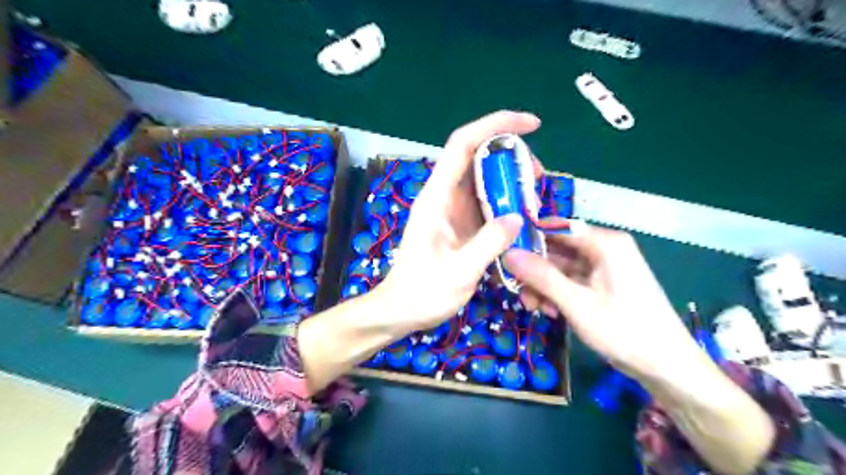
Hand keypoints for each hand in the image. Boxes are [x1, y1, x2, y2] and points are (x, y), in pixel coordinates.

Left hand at [374, 112, 533, 333]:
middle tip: (540, 178)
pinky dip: (507, 202)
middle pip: (478, 157)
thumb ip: (487, 244)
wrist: (401, 310)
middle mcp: (444, 197)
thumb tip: (517, 216)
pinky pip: (487, 202)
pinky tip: (524, 216)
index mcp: (436, 198)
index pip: (463, 144)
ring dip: (512, 181)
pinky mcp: (460, 224)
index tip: (532, 125)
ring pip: (485, 179)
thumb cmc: (422, 293)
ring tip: (537, 198)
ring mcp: (452, 210)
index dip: (495, 125)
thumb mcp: (458, 273)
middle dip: (512, 157)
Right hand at [501, 226, 701, 381]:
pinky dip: (557, 294)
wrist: (666, 367)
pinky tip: (550, 312)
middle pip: (558, 249)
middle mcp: (605, 249)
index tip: (504, 251)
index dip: (529, 236)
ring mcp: (604, 269)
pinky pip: (572, 282)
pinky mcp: (603, 286)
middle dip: (535, 269)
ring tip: (533, 307)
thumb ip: (541, 276)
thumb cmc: (624, 330)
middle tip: (517, 289)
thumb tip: (507, 253)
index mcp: (605, 243)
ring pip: (562, 268)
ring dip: (544, 285)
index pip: (558, 226)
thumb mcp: (576, 303)